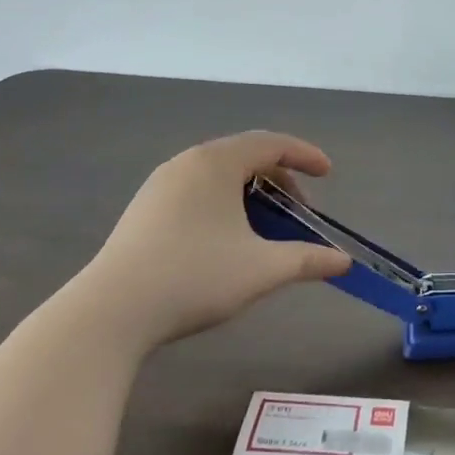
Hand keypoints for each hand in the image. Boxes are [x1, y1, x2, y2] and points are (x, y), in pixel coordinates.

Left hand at [81, 132, 352, 352]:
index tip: (328, 174)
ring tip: (265, 229)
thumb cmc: (195, 277)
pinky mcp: (144, 209)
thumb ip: (307, 260)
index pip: (271, 143)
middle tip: (298, 212)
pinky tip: (226, 240)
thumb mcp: (262, 269)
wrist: (112, 312)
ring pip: (219, 176)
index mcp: (216, 163)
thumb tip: (342, 262)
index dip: (305, 155)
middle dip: (280, 180)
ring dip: (251, 195)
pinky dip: (224, 204)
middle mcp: (187, 163)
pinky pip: (196, 191)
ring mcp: (160, 185)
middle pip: (245, 157)